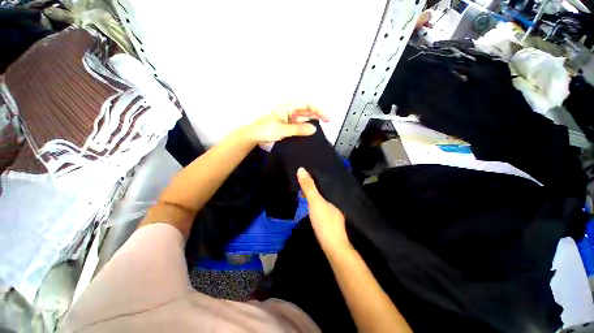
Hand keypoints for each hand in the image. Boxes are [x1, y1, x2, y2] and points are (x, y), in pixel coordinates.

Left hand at [246, 103, 329, 143]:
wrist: (253, 136)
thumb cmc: (264, 129)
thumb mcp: (283, 129)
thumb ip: (299, 129)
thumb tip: (313, 129)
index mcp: (287, 107)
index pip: (307, 104)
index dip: (318, 110)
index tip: (326, 117)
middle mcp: (288, 110)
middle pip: (306, 109)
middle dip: (317, 114)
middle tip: (327, 121)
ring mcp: (287, 117)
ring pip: (303, 116)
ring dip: (312, 120)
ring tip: (321, 126)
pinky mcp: (286, 124)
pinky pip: (299, 123)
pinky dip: (305, 126)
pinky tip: (309, 131)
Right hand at [297, 167, 349, 251]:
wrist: (333, 248)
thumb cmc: (324, 222)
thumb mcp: (315, 202)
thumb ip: (309, 187)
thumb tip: (301, 169)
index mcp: (333, 200)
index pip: (324, 188)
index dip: (315, 183)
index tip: (306, 179)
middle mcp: (336, 208)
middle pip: (324, 197)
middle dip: (315, 192)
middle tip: (304, 187)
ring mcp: (335, 219)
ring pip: (324, 206)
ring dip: (316, 202)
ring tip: (306, 198)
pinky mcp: (332, 229)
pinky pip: (324, 214)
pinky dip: (318, 211)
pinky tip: (314, 213)